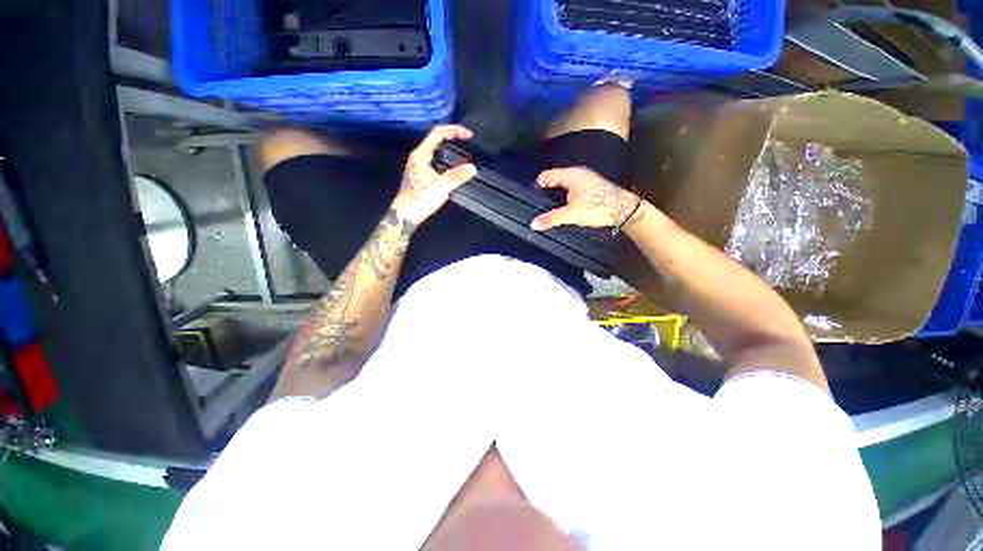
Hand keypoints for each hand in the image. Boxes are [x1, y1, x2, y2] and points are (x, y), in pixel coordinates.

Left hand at [392, 124, 477, 224]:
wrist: (406, 215)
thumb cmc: (421, 198)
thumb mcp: (442, 186)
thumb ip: (457, 176)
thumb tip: (472, 168)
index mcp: (421, 154)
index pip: (437, 133)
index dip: (454, 130)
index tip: (468, 135)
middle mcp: (419, 157)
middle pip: (436, 140)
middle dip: (452, 138)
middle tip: (468, 142)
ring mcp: (419, 167)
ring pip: (436, 152)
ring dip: (450, 150)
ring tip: (464, 154)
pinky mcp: (422, 176)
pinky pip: (437, 162)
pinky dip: (447, 161)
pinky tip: (455, 169)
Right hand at [530, 167, 642, 230]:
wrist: (624, 210)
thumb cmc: (597, 208)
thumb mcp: (572, 215)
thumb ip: (551, 218)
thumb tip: (533, 224)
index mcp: (571, 175)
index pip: (546, 176)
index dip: (537, 187)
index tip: (533, 201)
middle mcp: (577, 173)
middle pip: (553, 179)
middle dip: (545, 192)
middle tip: (539, 207)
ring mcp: (584, 178)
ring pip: (562, 184)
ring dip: (555, 195)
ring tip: (550, 209)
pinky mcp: (589, 186)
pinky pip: (570, 188)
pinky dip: (564, 196)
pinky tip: (564, 207)